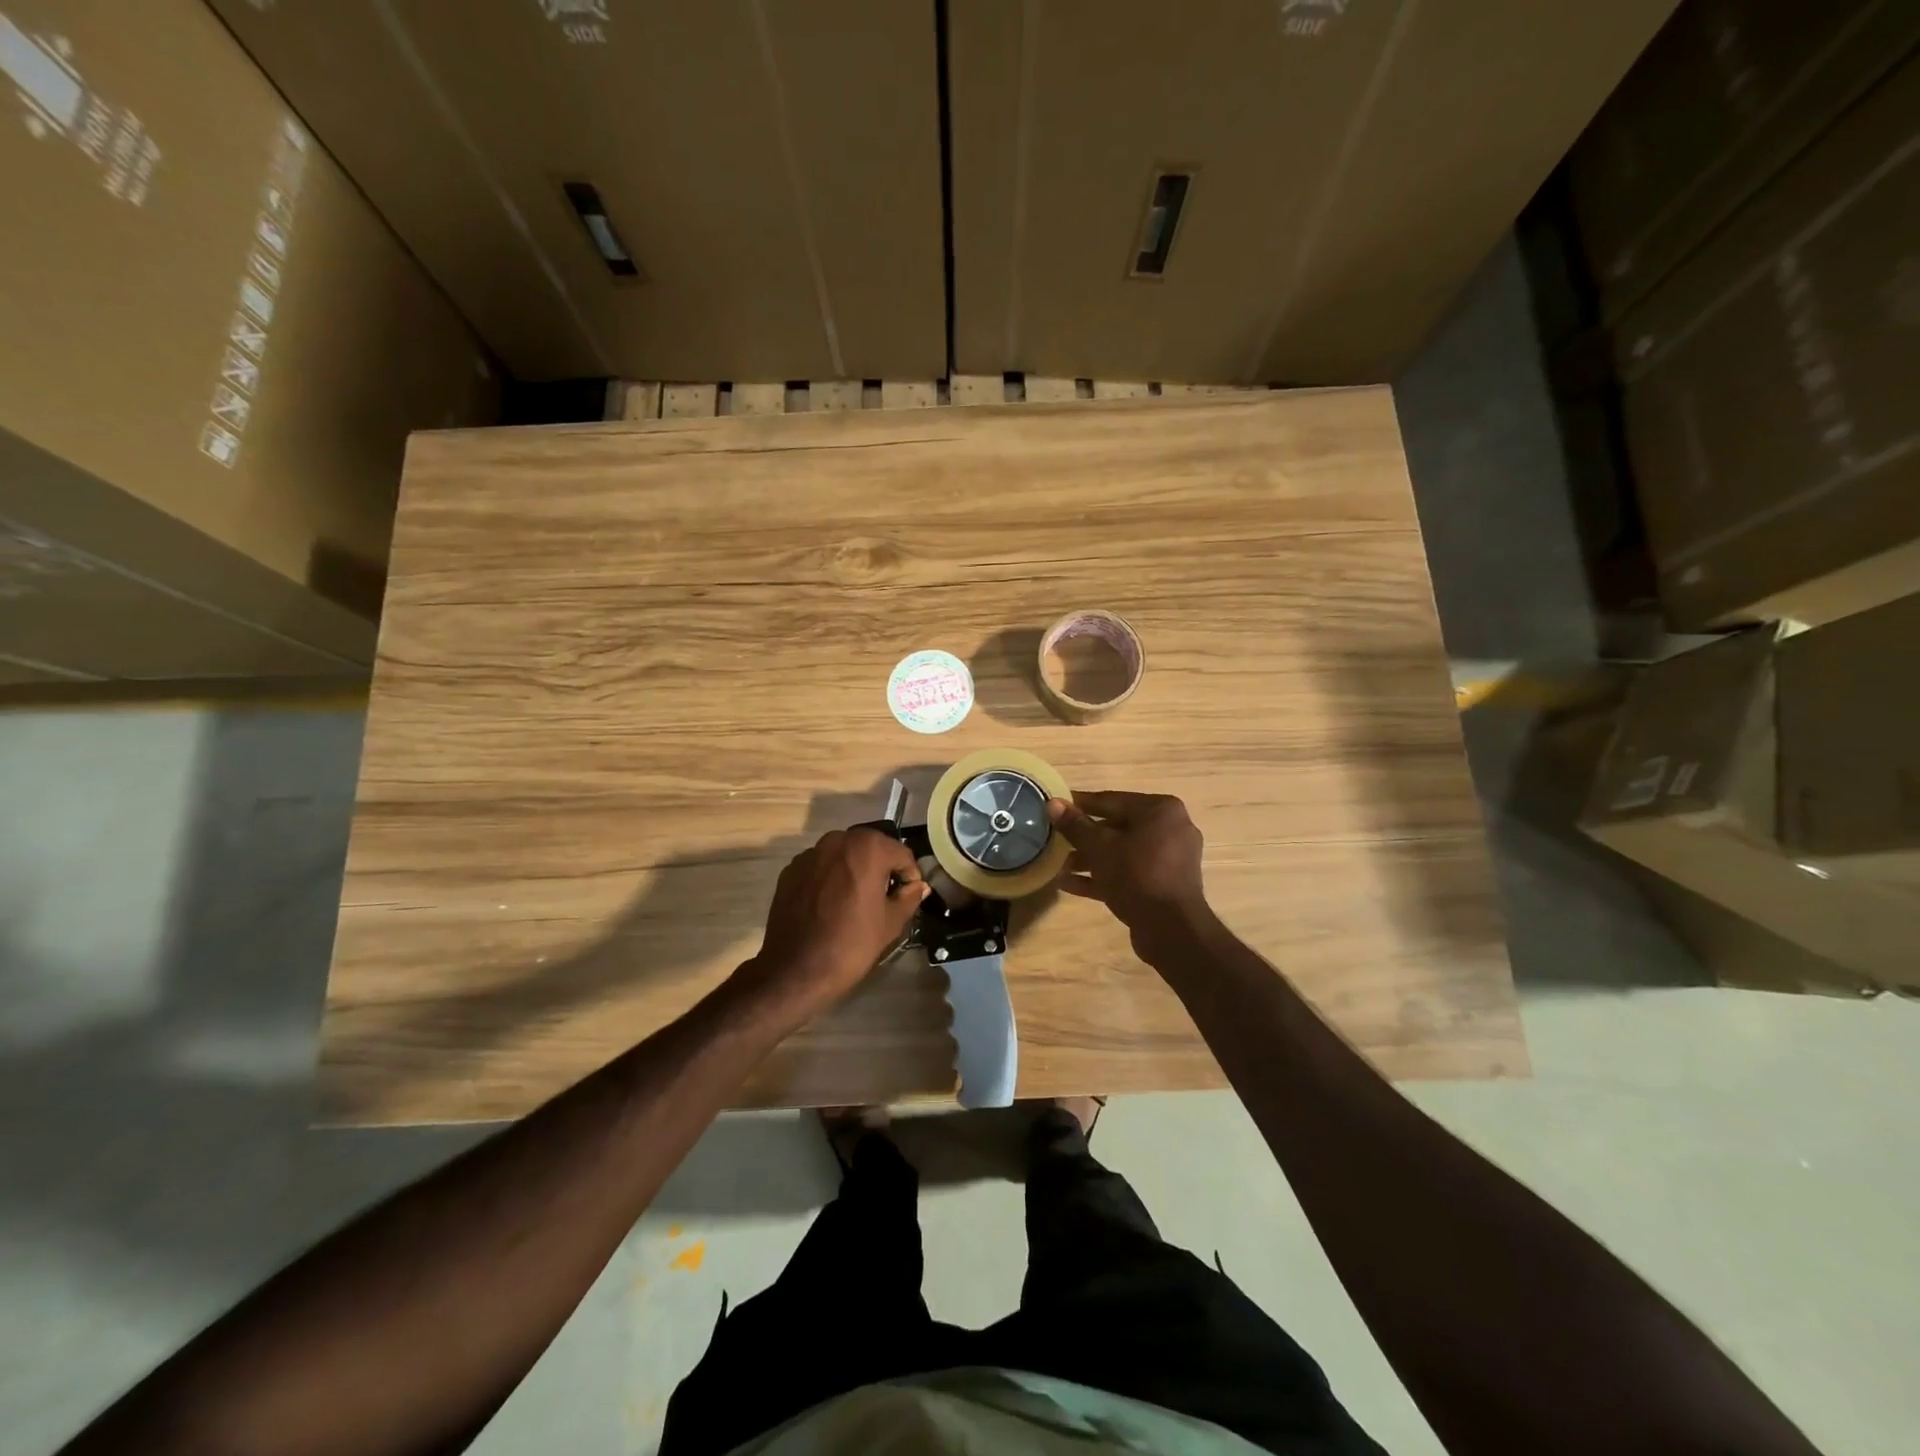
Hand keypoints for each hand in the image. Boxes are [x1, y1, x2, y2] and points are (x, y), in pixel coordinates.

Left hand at [739, 828, 928, 1022]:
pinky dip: (831, 878)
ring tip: (856, 900)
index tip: (909, 896)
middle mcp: (837, 840)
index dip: (909, 876)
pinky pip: (821, 867)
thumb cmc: (851, 944)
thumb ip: (909, 897)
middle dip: (882, 868)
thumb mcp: (891, 923)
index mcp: (867, 848)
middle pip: (871, 848)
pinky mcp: (790, 870)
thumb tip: (919, 886)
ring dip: (855, 870)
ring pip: (844, 855)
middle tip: (885, 897)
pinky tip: (830, 905)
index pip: (901, 854)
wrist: (795, 970)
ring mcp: (810, 854)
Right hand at [1048, 791, 1212, 955]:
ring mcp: (1170, 859)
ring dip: (1090, 859)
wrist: (1171, 930)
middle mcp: (1171, 829)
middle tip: (1055, 839)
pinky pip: (1129, 873)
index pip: (1111, 800)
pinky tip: (1069, 884)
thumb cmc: (1136, 875)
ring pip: (1122, 852)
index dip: (1079, 804)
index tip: (1055, 807)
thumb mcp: (1099, 847)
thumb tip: (1053, 803)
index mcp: (1161, 810)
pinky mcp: (1164, 884)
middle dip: (1084, 836)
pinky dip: (1104, 876)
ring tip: (1059, 865)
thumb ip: (1075, 825)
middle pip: (1117, 827)